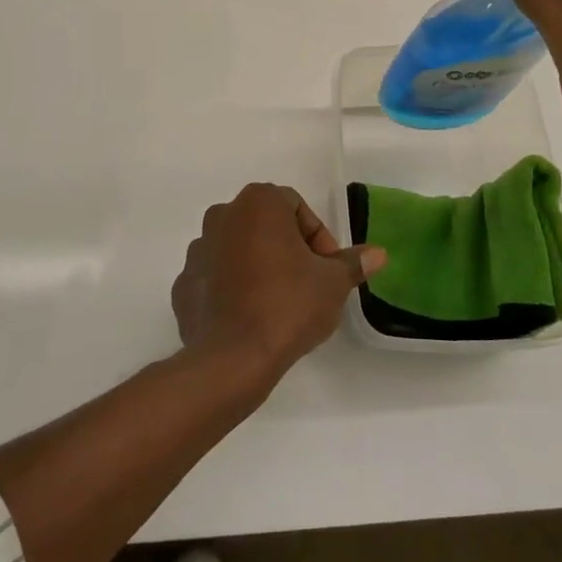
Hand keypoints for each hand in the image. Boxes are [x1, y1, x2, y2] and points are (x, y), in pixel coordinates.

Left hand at [171, 184, 386, 382]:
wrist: (232, 358)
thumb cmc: (288, 305)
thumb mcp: (332, 284)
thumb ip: (352, 263)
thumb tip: (378, 254)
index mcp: (258, 203)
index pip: (296, 207)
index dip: (318, 237)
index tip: (328, 269)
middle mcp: (222, 215)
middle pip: (265, 225)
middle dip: (288, 249)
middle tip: (308, 284)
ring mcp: (198, 249)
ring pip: (238, 249)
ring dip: (258, 266)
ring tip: (278, 303)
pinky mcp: (183, 283)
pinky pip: (216, 277)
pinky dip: (232, 288)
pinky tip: (249, 316)